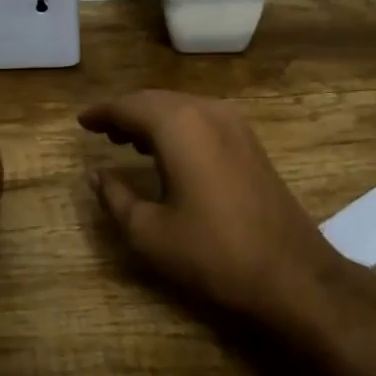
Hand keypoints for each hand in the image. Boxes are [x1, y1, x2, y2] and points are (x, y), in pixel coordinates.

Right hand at [79, 90, 338, 319]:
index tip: (81, 122)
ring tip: (126, 141)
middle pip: (156, 100)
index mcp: (179, 125)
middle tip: (101, 131)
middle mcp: (207, 112)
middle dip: (126, 113)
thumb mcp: (150, 233)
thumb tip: (96, 176)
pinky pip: (202, 120)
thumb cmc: (213, 253)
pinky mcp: (250, 142)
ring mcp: (235, 125)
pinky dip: (177, 127)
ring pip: (181, 108)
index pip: (129, 106)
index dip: (102, 113)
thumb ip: (115, 198)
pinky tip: (167, 152)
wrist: (293, 274)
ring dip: (152, 119)